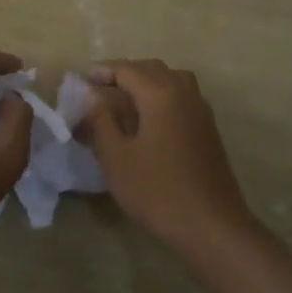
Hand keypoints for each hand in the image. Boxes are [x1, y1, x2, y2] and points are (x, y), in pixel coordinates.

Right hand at [81, 59, 256, 260]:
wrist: (211, 224)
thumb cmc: (158, 191)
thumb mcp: (117, 158)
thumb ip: (102, 120)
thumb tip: (94, 95)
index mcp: (160, 93)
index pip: (126, 69)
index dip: (101, 71)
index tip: (80, 80)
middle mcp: (183, 90)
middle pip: (149, 68)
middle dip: (122, 74)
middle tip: (98, 90)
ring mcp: (199, 106)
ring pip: (168, 78)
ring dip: (144, 82)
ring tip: (122, 100)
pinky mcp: (207, 124)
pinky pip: (180, 94)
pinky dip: (161, 94)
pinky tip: (149, 118)